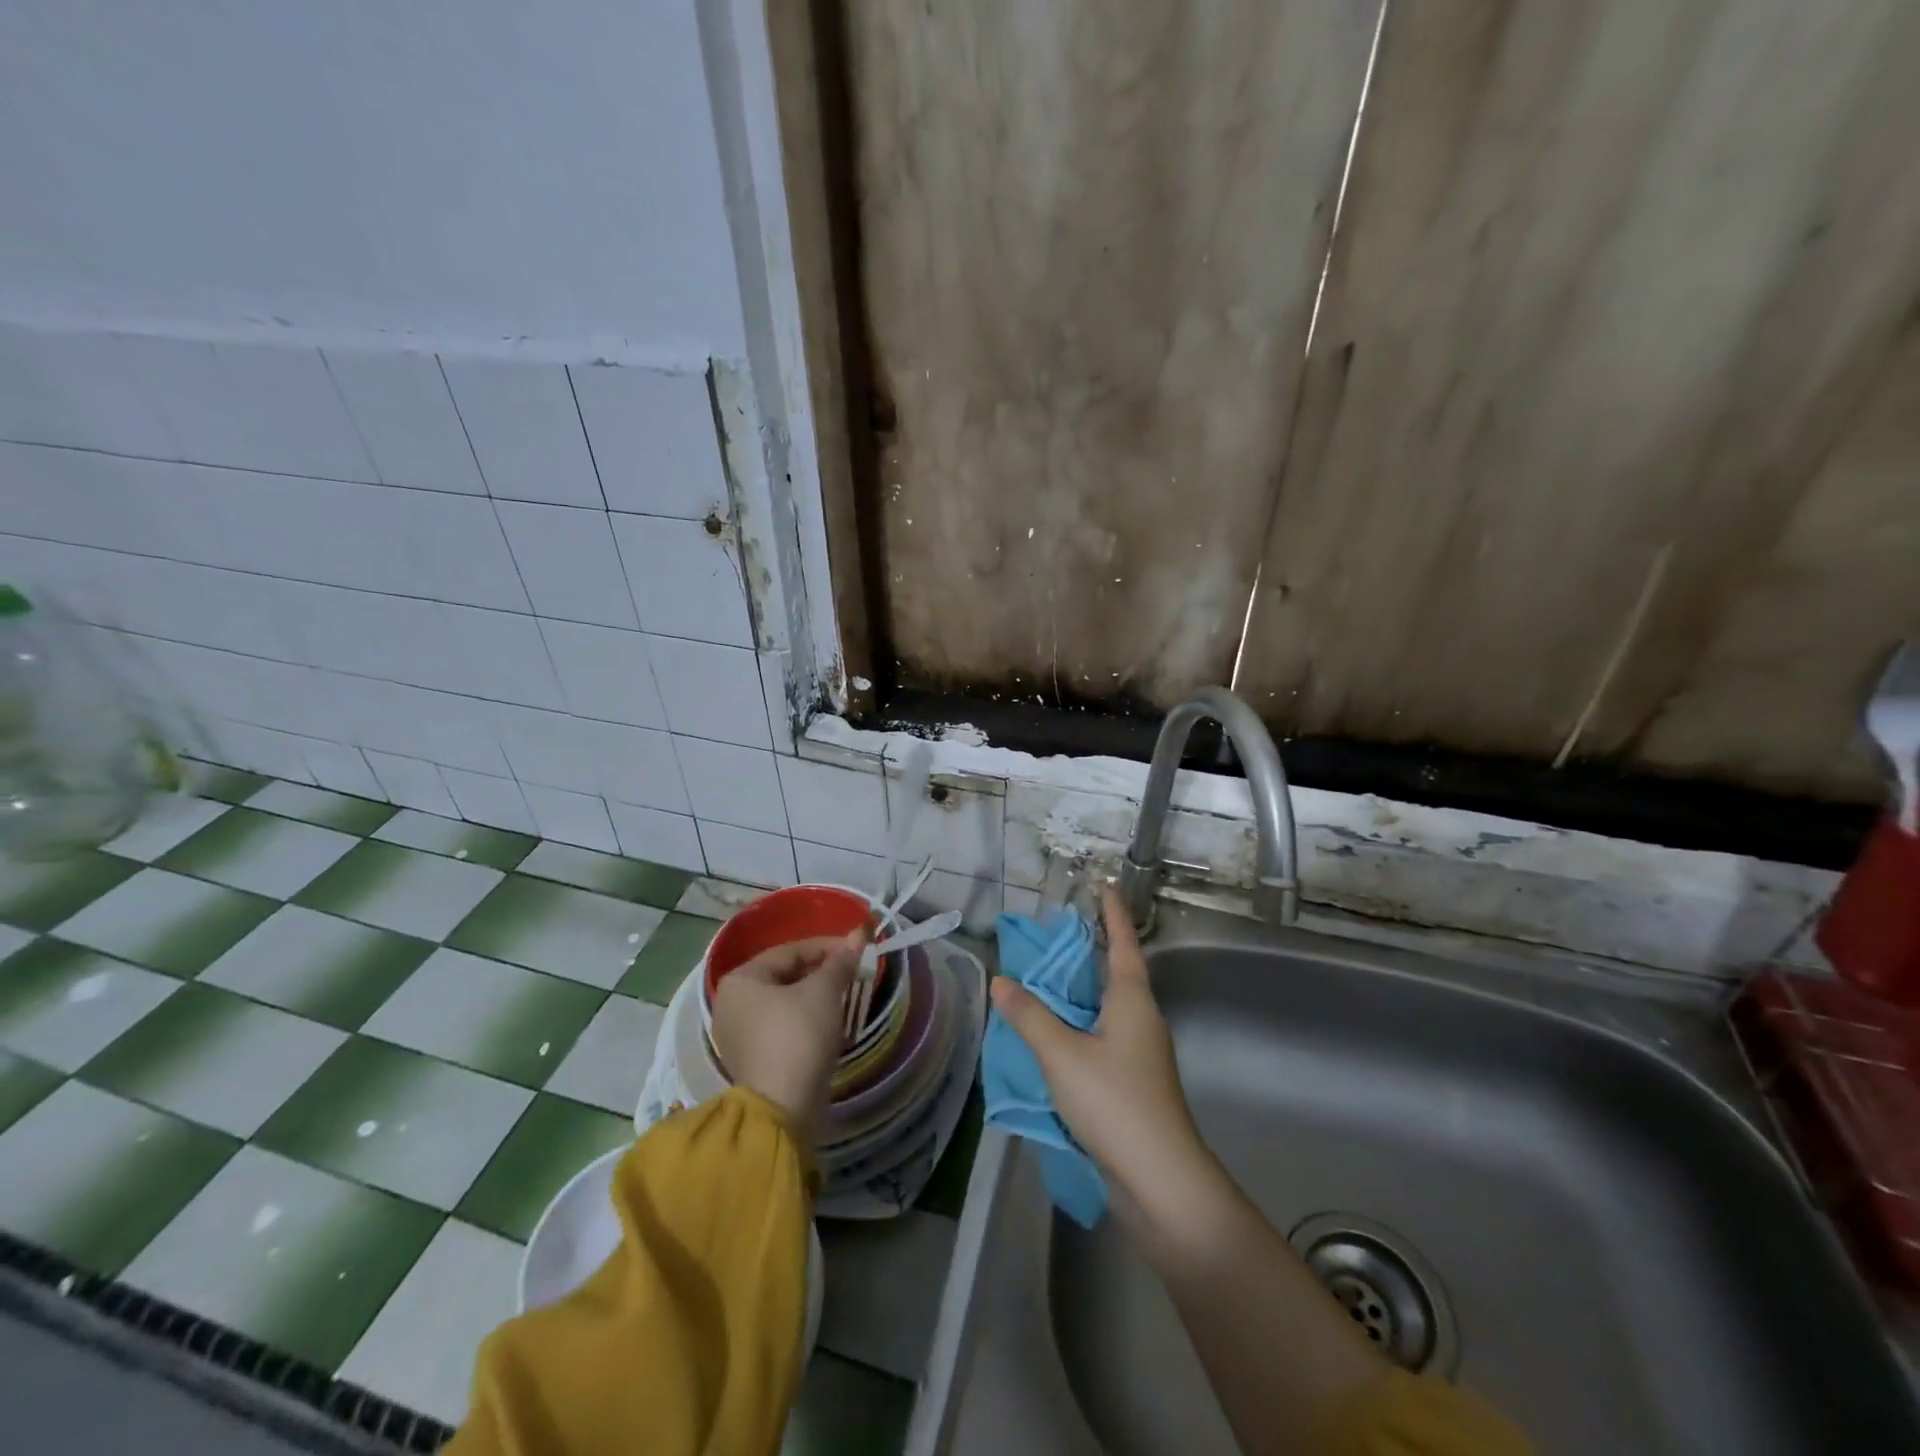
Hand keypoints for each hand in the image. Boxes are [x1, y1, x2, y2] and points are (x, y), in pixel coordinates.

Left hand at [710, 931, 863, 1140]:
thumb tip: (858, 935)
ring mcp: (738, 1035)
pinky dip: (805, 1020)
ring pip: (785, 1002)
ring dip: (815, 996)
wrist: (782, 1108)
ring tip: (845, 997)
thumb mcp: (824, 992)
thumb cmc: (798, 1036)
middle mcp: (731, 1003)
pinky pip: (781, 1027)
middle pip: (785, 976)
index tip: (857, 951)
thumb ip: (840, 962)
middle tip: (853, 974)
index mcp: (741, 980)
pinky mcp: (752, 1060)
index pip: (791, 951)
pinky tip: (828, 1024)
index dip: (828, 947)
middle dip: (821, 972)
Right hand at [989, 888, 1204, 1207]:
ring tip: (1045, 980)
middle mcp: (1142, 1019)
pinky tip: (1053, 1036)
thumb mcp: (1062, 1055)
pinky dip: (1078, 1026)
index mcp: (1132, 1000)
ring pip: (1107, 1008)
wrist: (1161, 1181)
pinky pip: (1102, 1038)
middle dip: (1091, 951)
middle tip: (1057, 933)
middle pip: (1116, 973)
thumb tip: (1001, 980)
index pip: (1123, 943)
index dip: (1113, 913)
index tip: (1106, 884)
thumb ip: (1029, 1016)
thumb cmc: (1115, 1102)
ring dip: (1081, 992)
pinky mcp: (1133, 1082)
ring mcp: (1140, 1053)